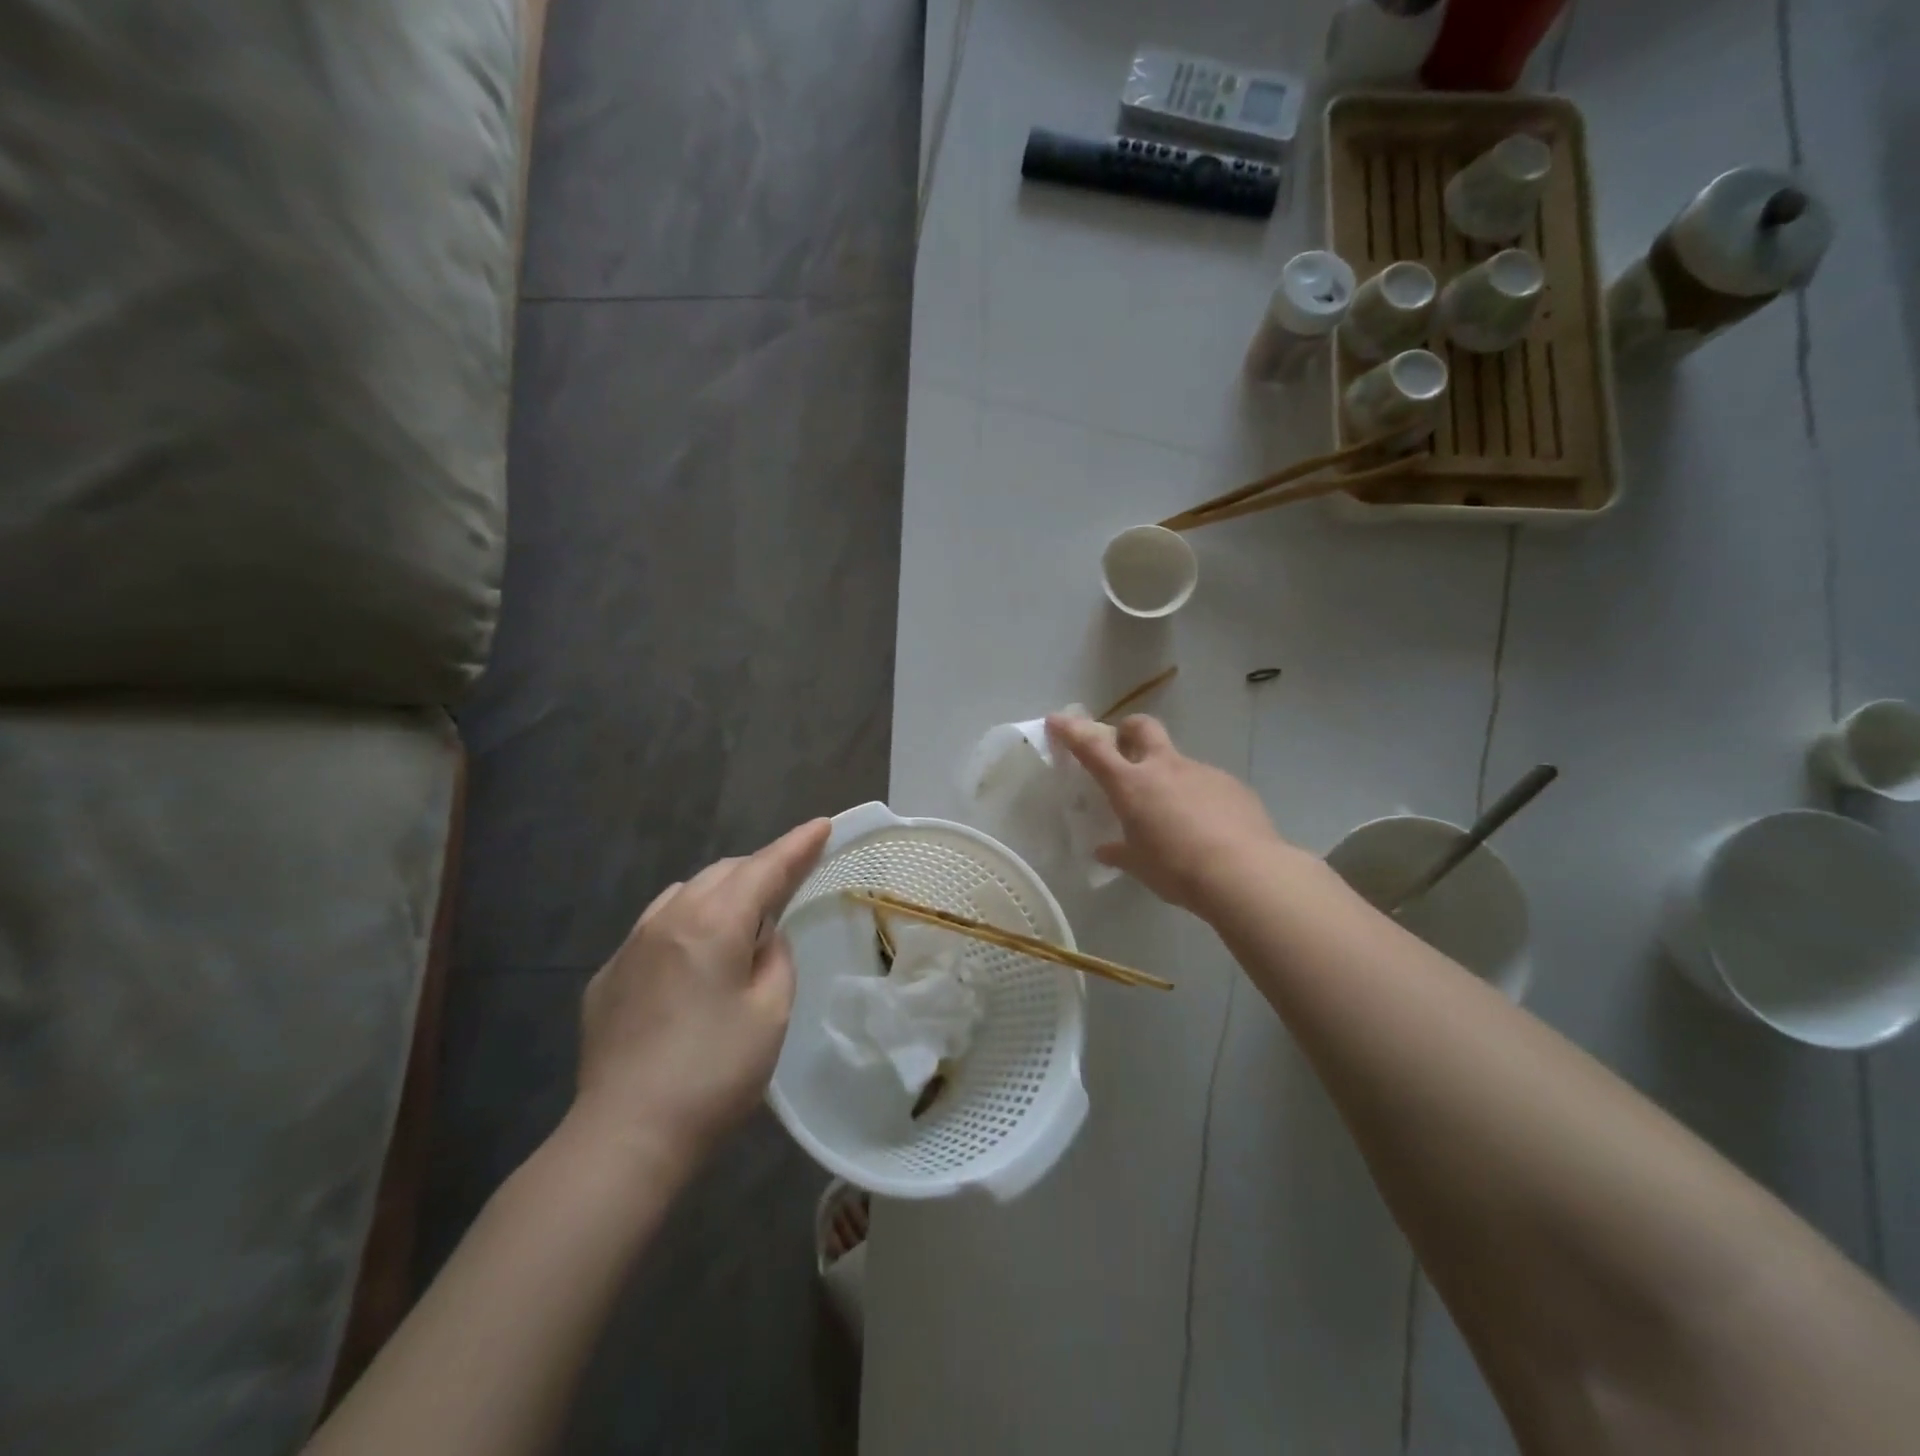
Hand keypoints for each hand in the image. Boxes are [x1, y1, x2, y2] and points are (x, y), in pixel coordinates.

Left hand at [572, 818, 831, 1170]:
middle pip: (723, 873)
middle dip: (760, 870)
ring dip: (720, 894)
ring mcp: (630, 946)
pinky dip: (684, 926)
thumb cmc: (714, 1073)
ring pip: (684, 894)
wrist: (626, 1136)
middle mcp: (668, 919)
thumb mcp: (770, 1012)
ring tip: (741, 921)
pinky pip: (655, 929)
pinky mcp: (608, 976)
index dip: (797, 845)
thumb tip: (764, 936)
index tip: (823, 825)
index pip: (765, 868)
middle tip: (788, 884)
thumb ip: (775, 958)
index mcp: (714, 923)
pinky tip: (691, 963)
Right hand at [1047, 714, 1283, 913]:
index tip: (1057, 719)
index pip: (1094, 748)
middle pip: (1142, 727)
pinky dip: (1199, 797)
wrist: (1244, 872)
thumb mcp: (1140, 865)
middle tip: (1125, 748)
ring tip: (1175, 814)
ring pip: (1178, 760)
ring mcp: (1201, 772)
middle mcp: (1165, 768)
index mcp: (1132, 785)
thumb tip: (1105, 850)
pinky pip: (1207, 783)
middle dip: (1128, 729)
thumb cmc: (1177, 869)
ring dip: (1169, 775)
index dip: (1073, 731)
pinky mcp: (1232, 785)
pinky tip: (1208, 828)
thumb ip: (1120, 853)